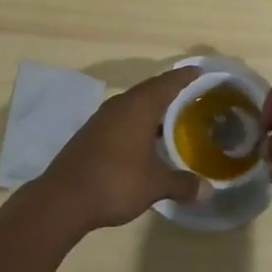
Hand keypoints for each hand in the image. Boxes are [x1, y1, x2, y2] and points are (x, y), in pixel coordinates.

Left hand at [39, 68, 202, 230]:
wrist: (63, 199)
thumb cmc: (115, 182)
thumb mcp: (155, 185)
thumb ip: (182, 184)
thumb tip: (207, 191)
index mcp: (139, 106)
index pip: (168, 82)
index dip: (186, 76)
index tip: (202, 72)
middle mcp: (121, 104)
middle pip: (151, 90)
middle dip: (172, 92)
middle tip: (195, 98)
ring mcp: (103, 118)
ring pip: (135, 105)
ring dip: (154, 109)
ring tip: (176, 120)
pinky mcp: (92, 133)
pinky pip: (123, 118)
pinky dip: (139, 123)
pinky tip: (147, 141)